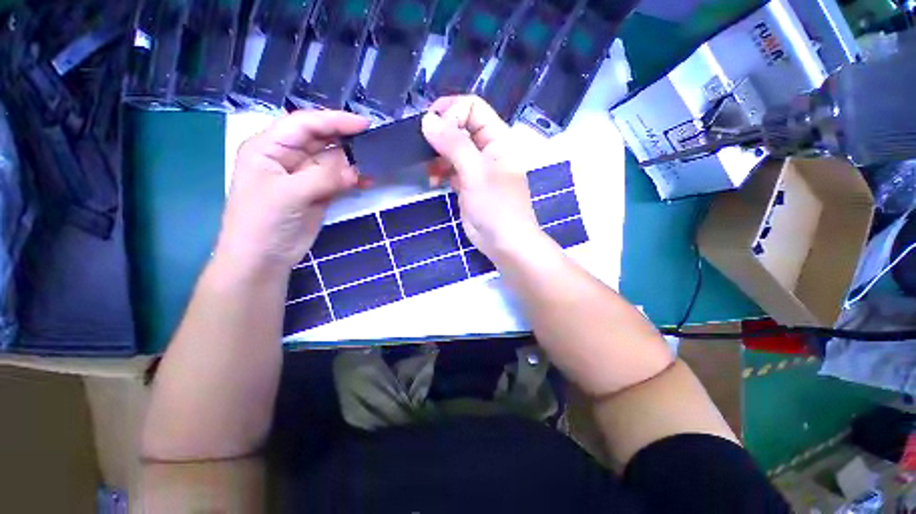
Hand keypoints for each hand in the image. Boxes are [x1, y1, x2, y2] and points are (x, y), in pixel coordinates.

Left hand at [216, 110, 369, 274]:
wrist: (263, 259)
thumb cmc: (263, 222)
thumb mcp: (290, 194)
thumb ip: (324, 177)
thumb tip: (357, 169)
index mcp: (269, 147)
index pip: (304, 124)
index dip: (334, 120)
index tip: (364, 124)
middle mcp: (287, 157)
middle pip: (320, 140)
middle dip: (346, 139)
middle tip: (374, 141)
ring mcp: (305, 176)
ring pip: (333, 161)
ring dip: (353, 161)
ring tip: (375, 162)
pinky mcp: (318, 193)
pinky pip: (339, 180)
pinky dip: (354, 180)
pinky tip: (368, 180)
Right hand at [421, 95, 542, 259]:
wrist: (504, 243)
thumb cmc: (496, 206)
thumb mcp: (475, 172)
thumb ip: (453, 144)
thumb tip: (427, 120)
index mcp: (497, 139)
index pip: (473, 108)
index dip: (452, 112)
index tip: (432, 128)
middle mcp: (487, 150)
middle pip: (460, 127)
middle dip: (440, 135)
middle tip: (424, 148)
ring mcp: (476, 169)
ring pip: (452, 149)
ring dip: (437, 155)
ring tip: (429, 170)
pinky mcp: (467, 185)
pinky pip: (450, 169)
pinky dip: (439, 172)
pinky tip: (433, 181)